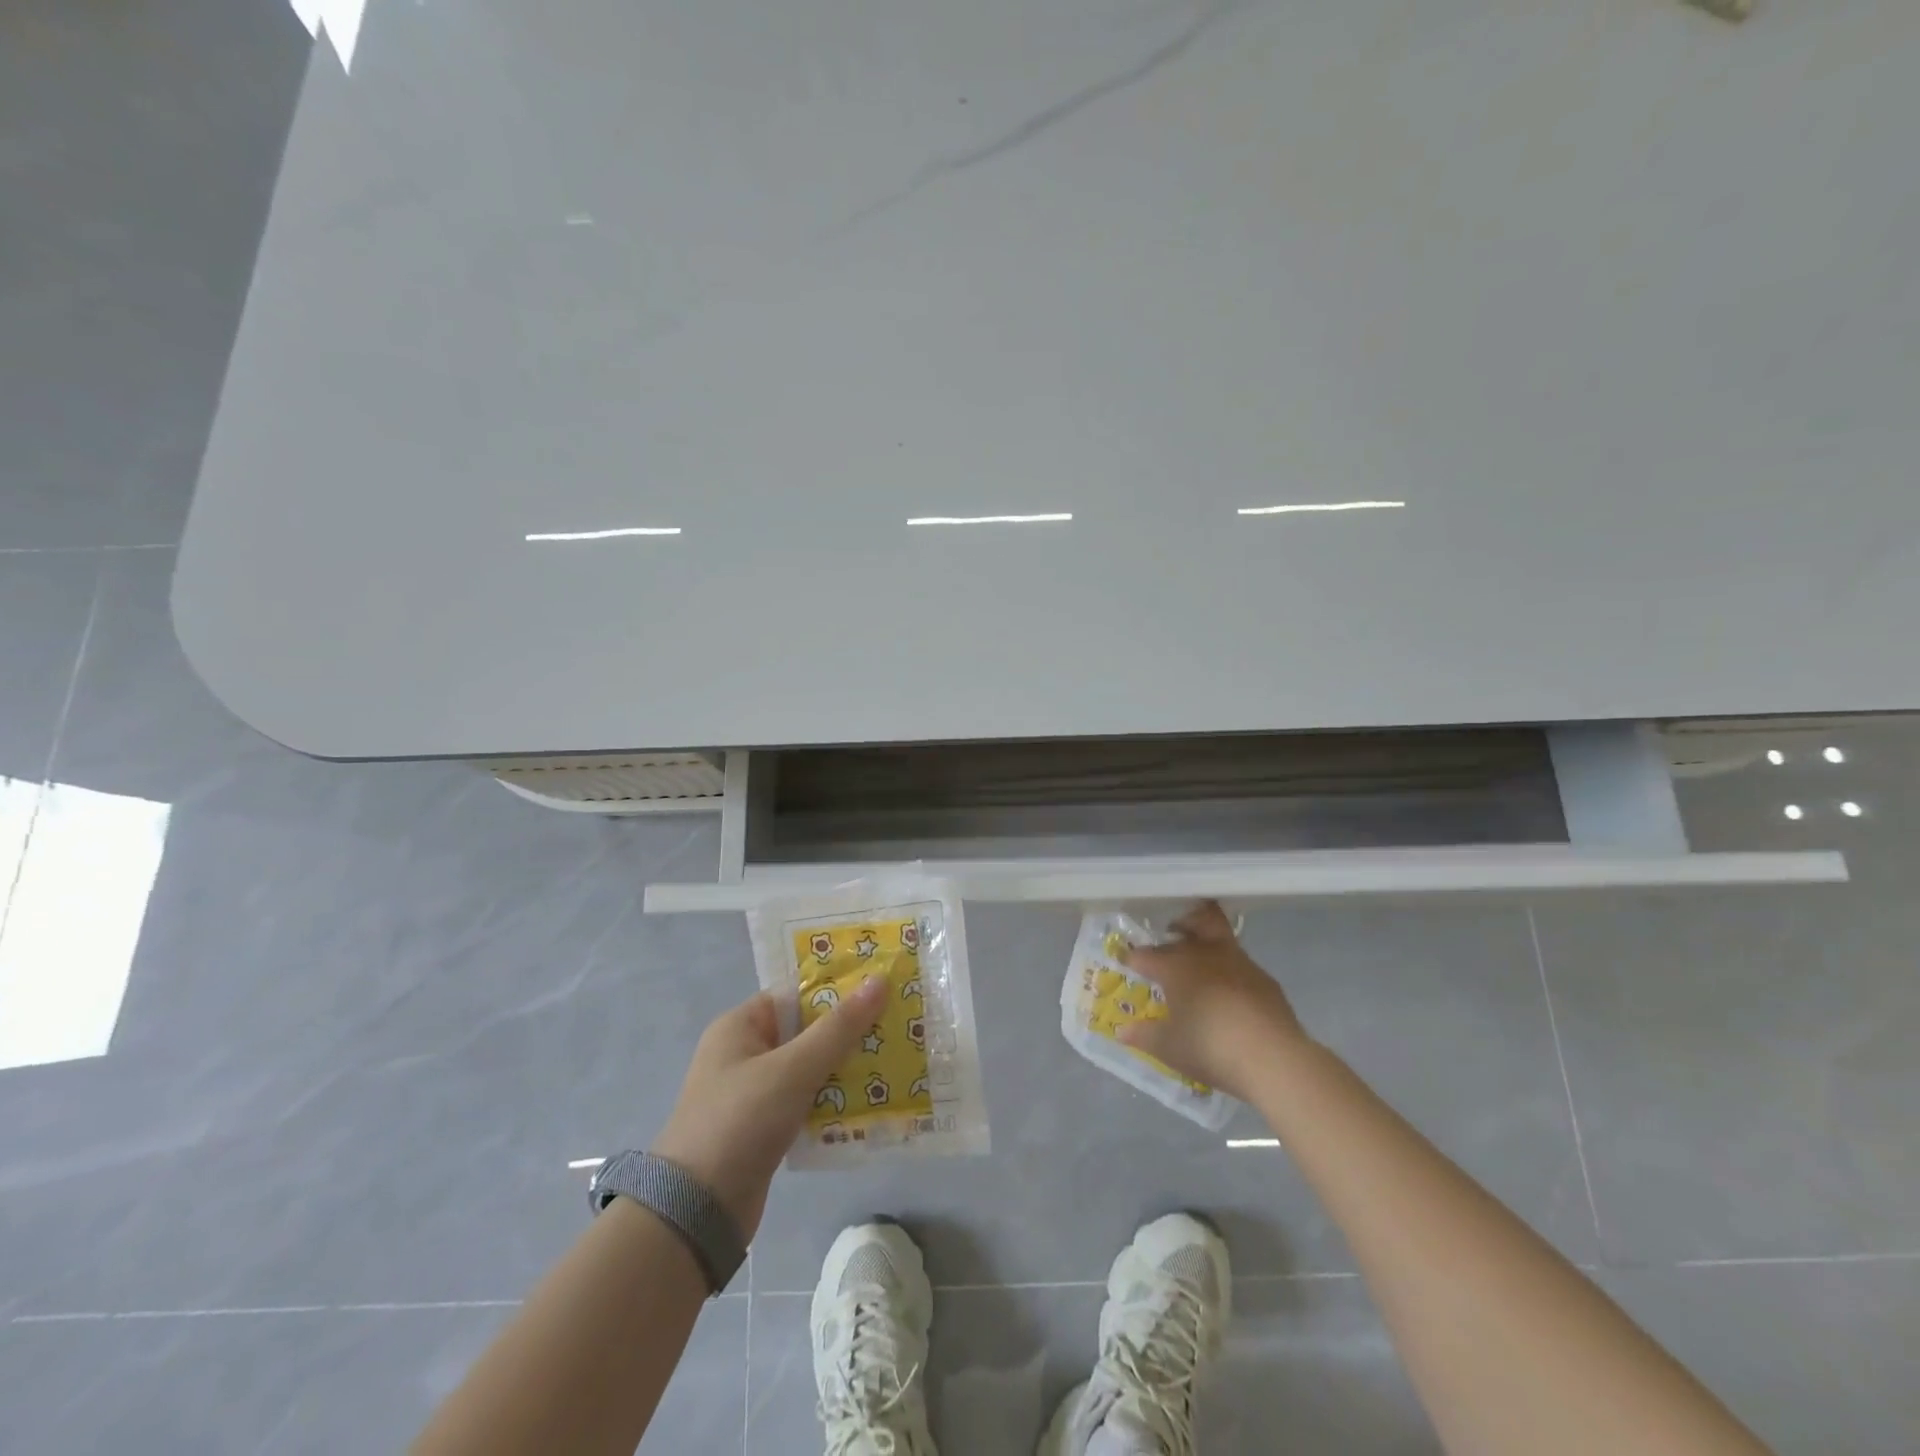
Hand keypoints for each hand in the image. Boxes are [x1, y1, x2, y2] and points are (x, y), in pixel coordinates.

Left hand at [651, 977, 888, 1238]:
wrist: (696, 1214)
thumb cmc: (740, 1122)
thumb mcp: (793, 1069)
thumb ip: (839, 1027)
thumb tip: (880, 980)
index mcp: (741, 1026)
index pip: (797, 993)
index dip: (839, 988)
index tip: (883, 987)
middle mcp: (746, 1053)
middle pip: (808, 1030)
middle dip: (851, 1031)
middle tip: (899, 1025)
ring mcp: (755, 1093)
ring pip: (812, 1068)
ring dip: (848, 1068)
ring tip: (896, 1060)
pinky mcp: (766, 1128)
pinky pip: (809, 1101)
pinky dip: (835, 1101)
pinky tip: (873, 1102)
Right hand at [1116, 901, 1311, 1099]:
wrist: (1273, 1058)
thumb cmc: (1210, 1047)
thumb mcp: (1169, 1048)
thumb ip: (1144, 1036)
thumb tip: (1122, 1031)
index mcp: (1175, 966)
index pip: (1146, 955)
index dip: (1133, 959)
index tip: (1126, 963)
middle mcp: (1206, 954)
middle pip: (1192, 924)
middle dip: (1179, 925)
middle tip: (1171, 935)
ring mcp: (1240, 963)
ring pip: (1220, 937)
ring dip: (1207, 943)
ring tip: (1200, 965)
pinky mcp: (1265, 980)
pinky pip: (1241, 965)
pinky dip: (1230, 972)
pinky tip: (1230, 995)